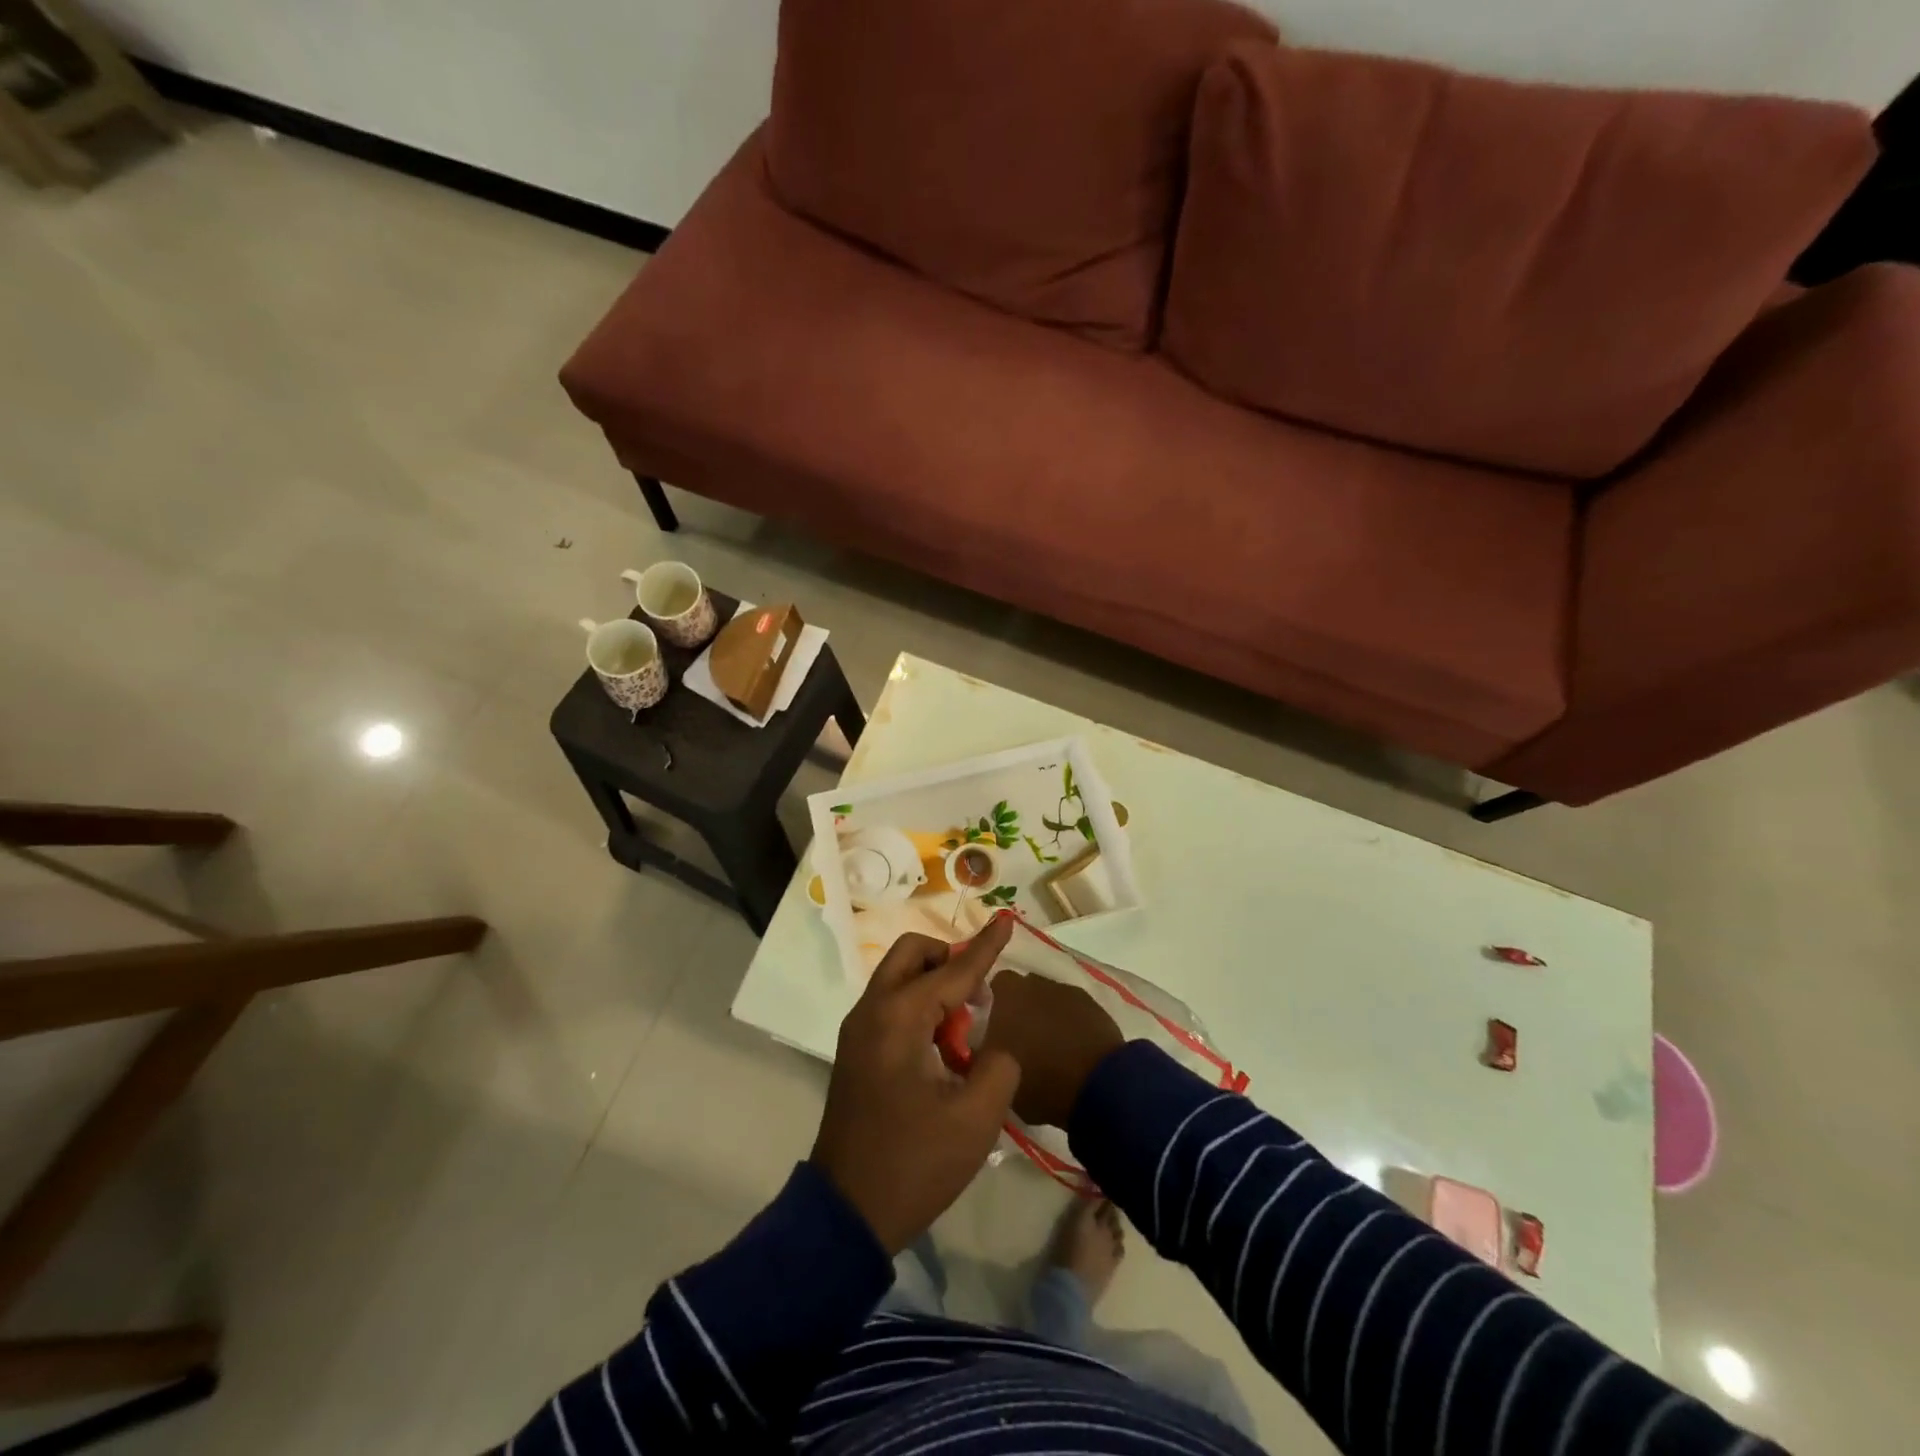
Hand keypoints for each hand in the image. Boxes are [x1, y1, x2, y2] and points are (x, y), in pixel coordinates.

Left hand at [811, 917, 1020, 1253]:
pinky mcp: (856, 1051)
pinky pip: (892, 1006)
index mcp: (898, 1018)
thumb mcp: (975, 1120)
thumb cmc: (914, 1163)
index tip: (1007, 920)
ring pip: (899, 978)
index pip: (952, 970)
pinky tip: (943, 1048)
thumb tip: (993, 1046)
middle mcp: (871, 1011)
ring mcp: (858, 1030)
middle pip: (912, 955)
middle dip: (949, 959)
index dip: (985, 947)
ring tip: (966, 1030)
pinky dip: (920, 1008)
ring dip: (934, 986)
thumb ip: (998, 1066)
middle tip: (980, 994)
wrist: (847, 1212)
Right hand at [979, 969, 1123, 1128]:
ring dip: (1047, 1015)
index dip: (994, 1003)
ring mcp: (1068, 992)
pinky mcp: (1094, 1006)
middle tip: (1020, 1038)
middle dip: (1021, 1008)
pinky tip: (1074, 1049)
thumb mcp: (996, 1072)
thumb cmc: (1038, 1081)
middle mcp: (1036, 984)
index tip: (994, 1026)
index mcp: (1008, 995)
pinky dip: (1071, 1024)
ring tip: (1050, 1047)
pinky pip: (1074, 1010)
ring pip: (1050, 999)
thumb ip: (986, 1048)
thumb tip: (984, 1041)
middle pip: (1024, 990)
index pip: (995, 985)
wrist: (1096, 1086)